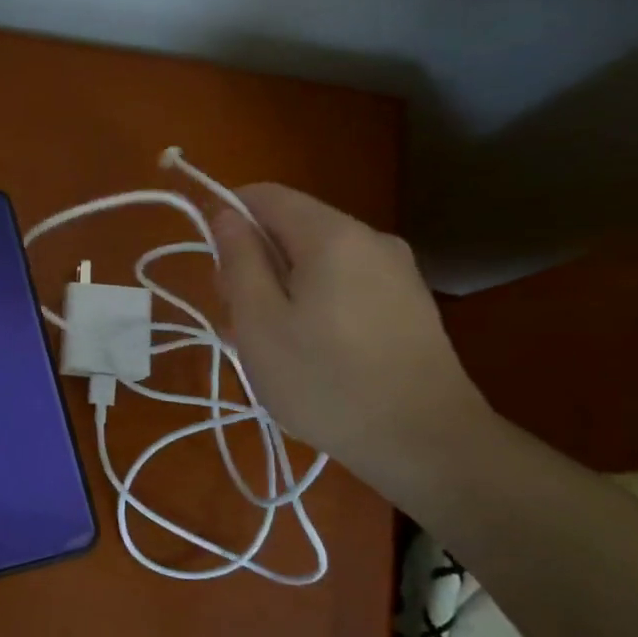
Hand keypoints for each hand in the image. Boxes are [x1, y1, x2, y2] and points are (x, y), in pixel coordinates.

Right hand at [213, 186, 485, 483]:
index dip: (227, 215)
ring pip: (318, 258)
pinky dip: (315, 300)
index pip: (266, 195)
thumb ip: (238, 260)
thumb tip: (225, 213)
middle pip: (293, 226)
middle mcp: (370, 237)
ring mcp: (397, 270)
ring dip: (282, 285)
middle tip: (237, 318)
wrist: (426, 442)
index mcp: (331, 235)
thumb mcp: (259, 323)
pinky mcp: (409, 301)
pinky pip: (345, 281)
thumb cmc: (326, 382)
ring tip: (270, 343)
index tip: (211, 264)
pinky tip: (311, 349)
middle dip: (254, 259)